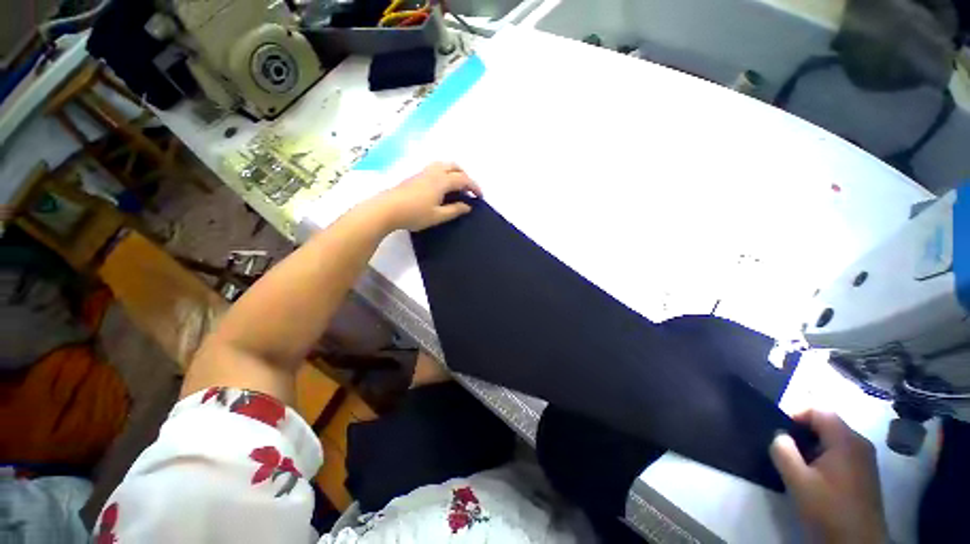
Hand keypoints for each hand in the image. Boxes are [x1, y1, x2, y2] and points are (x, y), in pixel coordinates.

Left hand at [373, 162, 482, 231]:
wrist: (387, 209)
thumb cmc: (415, 214)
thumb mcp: (438, 216)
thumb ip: (454, 210)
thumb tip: (468, 206)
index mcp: (442, 181)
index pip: (463, 179)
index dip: (474, 187)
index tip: (480, 197)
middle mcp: (434, 172)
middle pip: (454, 166)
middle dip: (465, 176)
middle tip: (469, 189)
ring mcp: (423, 172)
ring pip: (444, 165)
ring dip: (454, 172)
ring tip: (456, 186)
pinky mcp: (415, 176)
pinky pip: (435, 168)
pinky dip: (445, 173)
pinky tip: (441, 186)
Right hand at [770, 410, 886, 543]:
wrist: (858, 543)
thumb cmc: (828, 509)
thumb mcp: (797, 481)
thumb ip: (783, 451)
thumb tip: (779, 435)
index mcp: (845, 440)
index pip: (819, 409)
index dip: (796, 413)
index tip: (779, 430)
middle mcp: (860, 442)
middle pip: (828, 422)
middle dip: (804, 430)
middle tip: (785, 447)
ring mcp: (866, 458)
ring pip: (834, 438)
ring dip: (813, 444)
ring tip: (798, 462)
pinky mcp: (866, 472)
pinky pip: (842, 451)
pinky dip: (825, 455)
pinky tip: (815, 474)